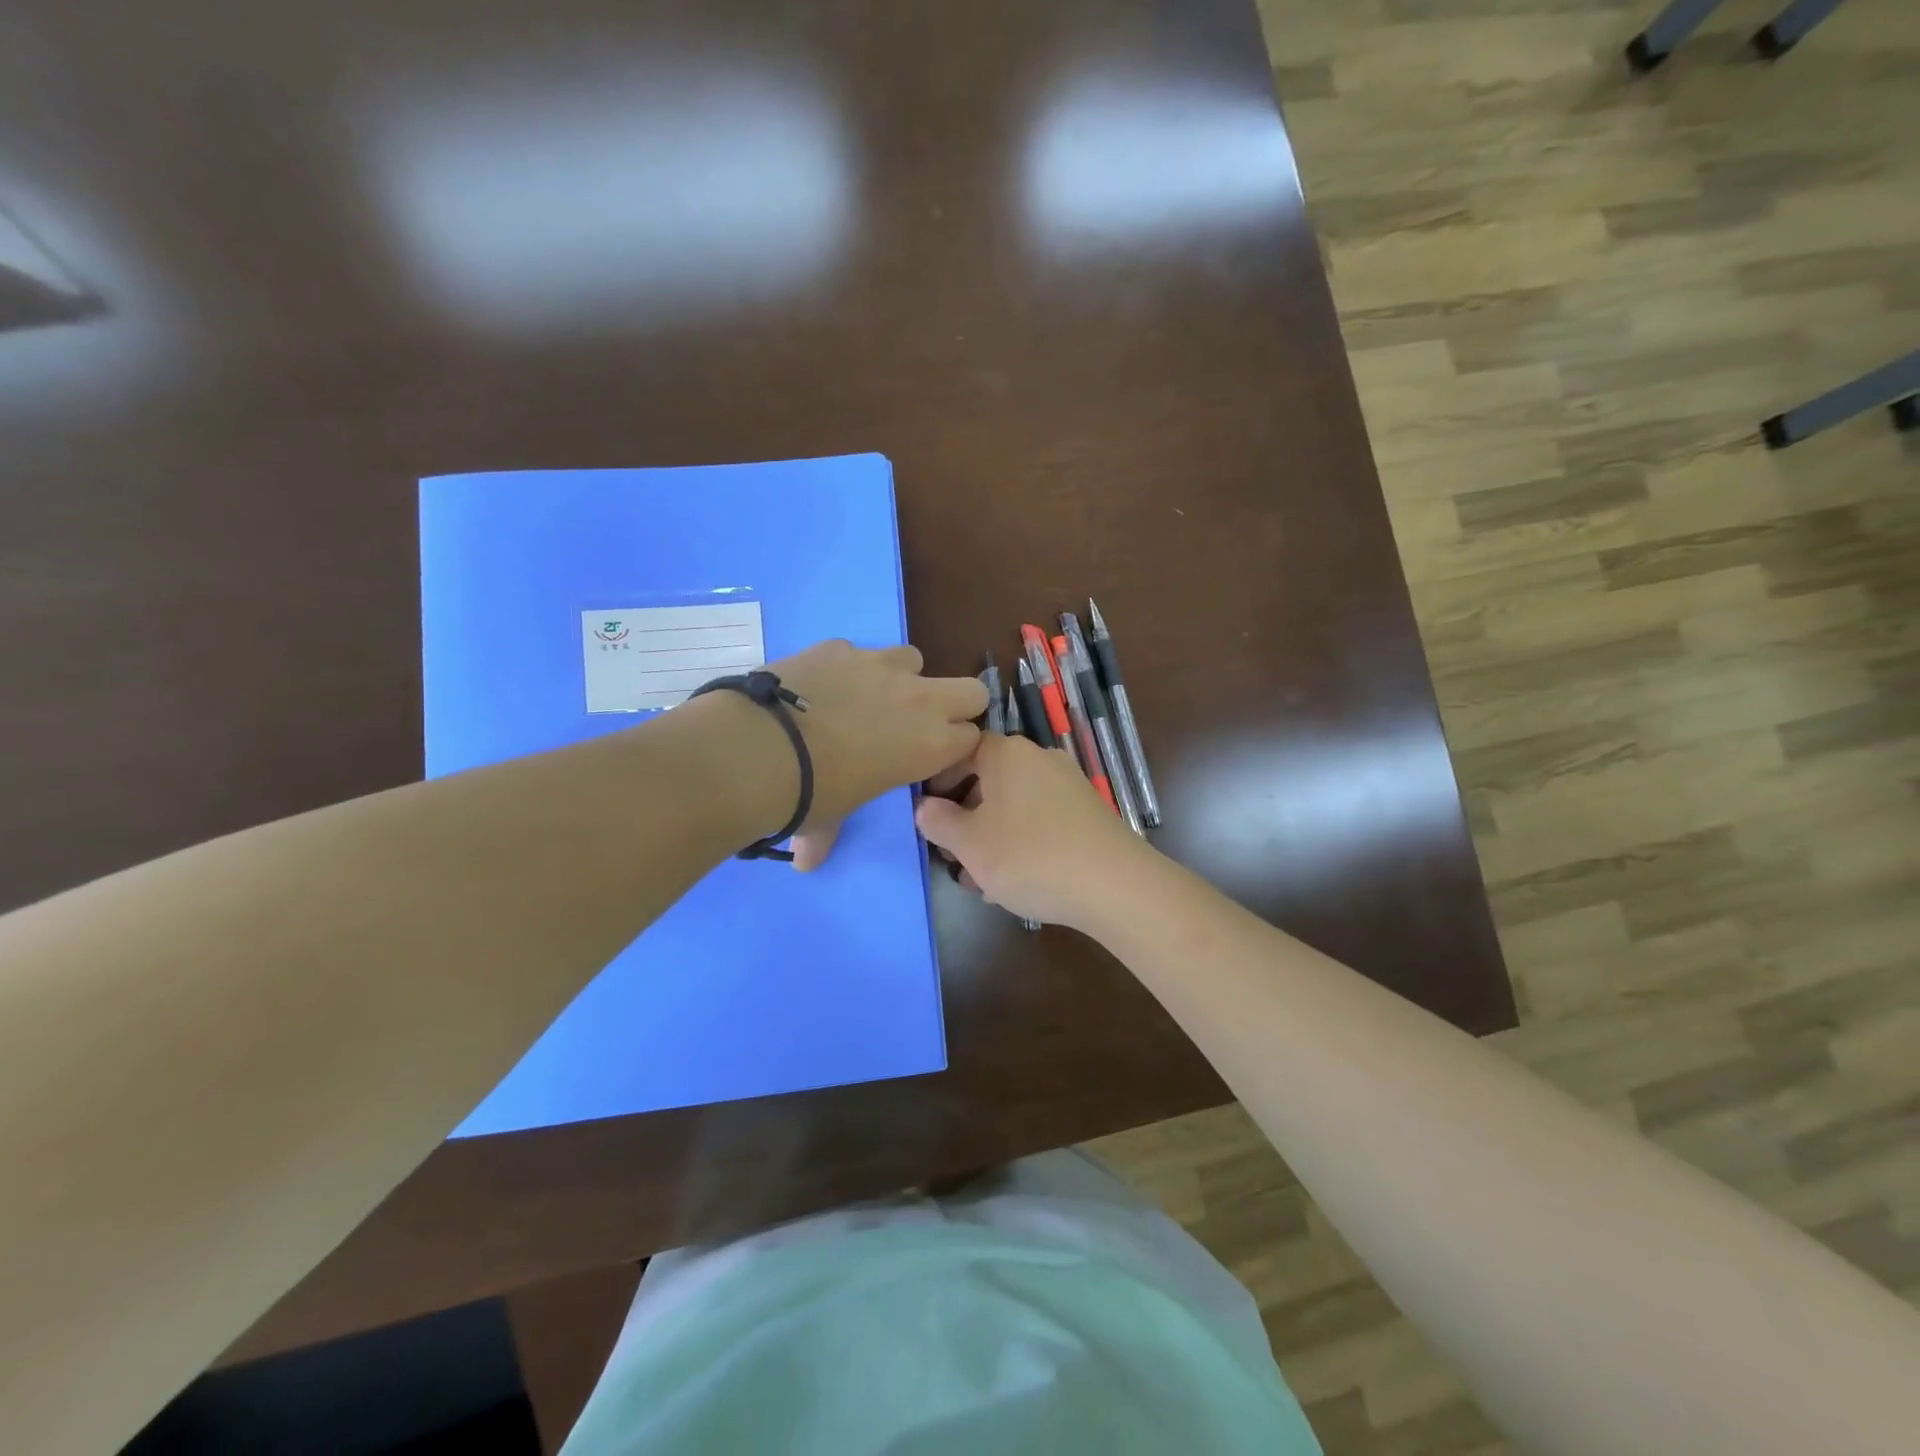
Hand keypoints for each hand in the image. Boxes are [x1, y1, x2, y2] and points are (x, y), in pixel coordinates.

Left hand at [768, 640, 987, 870]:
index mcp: (930, 745)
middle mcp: (918, 700)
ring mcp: (880, 665)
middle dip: (952, 704)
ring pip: (914, 659)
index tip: (931, 758)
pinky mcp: (841, 646)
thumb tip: (805, 862)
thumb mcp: (830, 820)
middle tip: (916, 722)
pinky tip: (818, 687)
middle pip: (971, 690)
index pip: (972, 738)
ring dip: (900, 678)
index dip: (954, 748)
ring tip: (864, 698)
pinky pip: (858, 652)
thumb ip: (827, 837)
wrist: (758, 749)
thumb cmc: (810, 796)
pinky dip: (847, 668)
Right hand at [915, 733, 1152, 927]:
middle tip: (951, 855)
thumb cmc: (1029, 856)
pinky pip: (1041, 821)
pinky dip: (1022, 843)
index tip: (927, 813)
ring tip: (981, 881)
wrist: (1114, 886)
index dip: (939, 781)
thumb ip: (939, 822)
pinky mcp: (1088, 814)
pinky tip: (1017, 882)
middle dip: (966, 819)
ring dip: (992, 838)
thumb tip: (924, 808)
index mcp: (1008, 754)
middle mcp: (1040, 759)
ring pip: (1014, 807)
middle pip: (989, 781)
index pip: (962, 752)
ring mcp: (1068, 786)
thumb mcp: (970, 845)